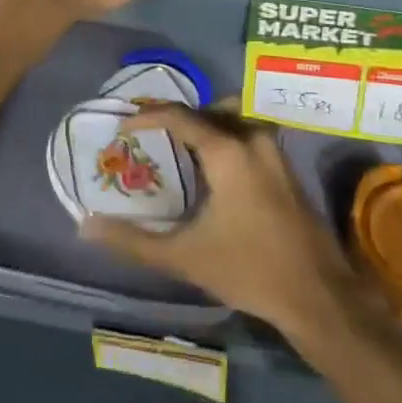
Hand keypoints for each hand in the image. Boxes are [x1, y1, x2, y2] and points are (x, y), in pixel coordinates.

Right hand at [81, 101, 362, 334]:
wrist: (315, 292)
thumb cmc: (248, 269)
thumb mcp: (184, 256)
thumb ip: (133, 240)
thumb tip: (86, 225)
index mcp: (228, 151)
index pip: (181, 117)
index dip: (149, 117)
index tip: (125, 127)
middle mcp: (253, 139)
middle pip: (210, 110)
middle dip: (180, 117)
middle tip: (154, 136)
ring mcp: (274, 151)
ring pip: (234, 118)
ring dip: (206, 125)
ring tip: (180, 150)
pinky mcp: (285, 166)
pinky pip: (248, 134)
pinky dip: (226, 138)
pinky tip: (212, 171)